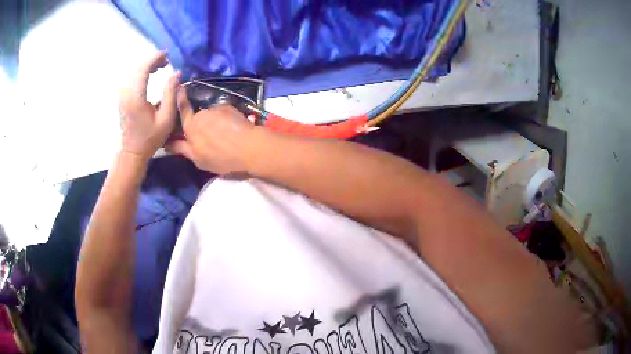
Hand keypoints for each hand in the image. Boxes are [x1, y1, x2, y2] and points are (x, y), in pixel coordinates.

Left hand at [119, 51, 179, 159]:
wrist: (132, 151)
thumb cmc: (150, 138)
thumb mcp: (166, 118)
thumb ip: (171, 94)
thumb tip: (177, 73)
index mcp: (136, 97)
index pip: (143, 68)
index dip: (155, 58)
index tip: (167, 55)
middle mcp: (126, 93)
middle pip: (137, 67)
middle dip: (152, 59)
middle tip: (166, 61)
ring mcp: (122, 95)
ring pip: (133, 70)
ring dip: (147, 65)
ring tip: (161, 67)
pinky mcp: (122, 97)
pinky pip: (131, 77)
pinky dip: (141, 71)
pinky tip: (150, 74)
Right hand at [165, 90, 255, 174]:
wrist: (249, 147)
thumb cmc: (220, 157)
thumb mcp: (198, 159)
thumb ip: (181, 148)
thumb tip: (166, 144)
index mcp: (191, 127)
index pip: (182, 109)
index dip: (180, 99)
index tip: (179, 88)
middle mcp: (202, 114)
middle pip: (198, 116)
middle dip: (201, 124)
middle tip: (210, 138)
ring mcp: (217, 109)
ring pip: (211, 115)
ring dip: (214, 122)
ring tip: (224, 136)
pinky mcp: (230, 108)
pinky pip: (223, 112)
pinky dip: (225, 119)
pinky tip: (232, 130)